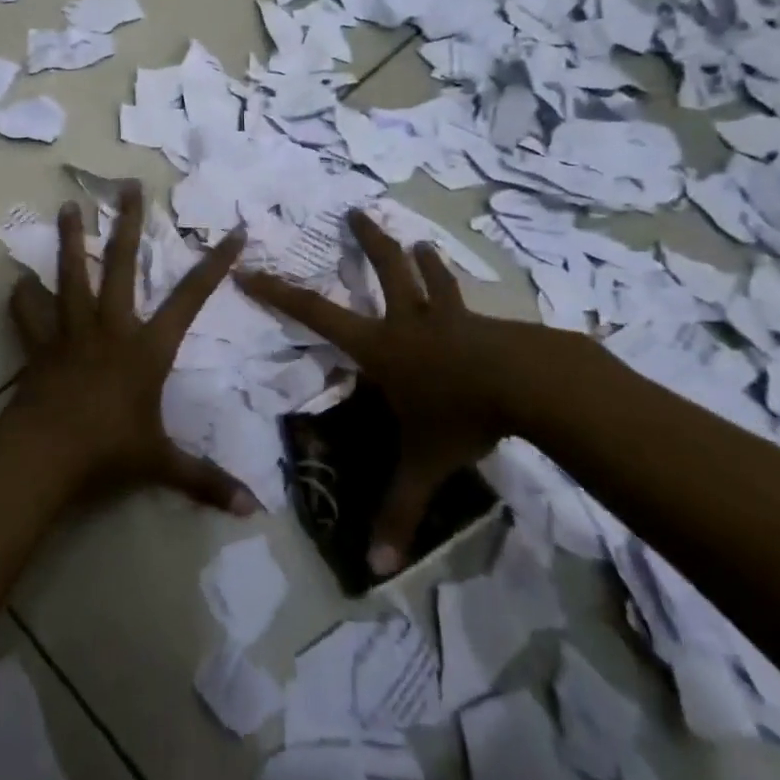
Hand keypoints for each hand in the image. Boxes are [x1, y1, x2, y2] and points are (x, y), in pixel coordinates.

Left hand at [5, 184, 256, 515]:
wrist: (47, 453)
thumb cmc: (110, 450)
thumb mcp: (162, 464)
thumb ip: (205, 480)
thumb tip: (251, 509)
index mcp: (147, 347)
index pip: (190, 299)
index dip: (214, 266)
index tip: (233, 233)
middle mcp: (111, 327)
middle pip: (120, 265)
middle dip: (127, 224)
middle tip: (128, 186)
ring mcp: (71, 332)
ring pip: (69, 276)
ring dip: (68, 241)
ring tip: (66, 207)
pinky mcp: (40, 346)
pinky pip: (28, 316)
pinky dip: (22, 300)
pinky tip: (16, 283)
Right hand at [238, 210, 561, 576]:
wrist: (531, 385)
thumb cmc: (461, 415)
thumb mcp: (424, 464)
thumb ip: (399, 510)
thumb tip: (377, 568)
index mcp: (381, 346)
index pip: (315, 314)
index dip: (278, 292)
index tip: (249, 268)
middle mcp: (410, 321)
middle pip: (385, 270)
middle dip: (367, 241)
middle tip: (355, 212)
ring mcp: (451, 318)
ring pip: (431, 279)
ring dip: (421, 260)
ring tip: (419, 241)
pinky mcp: (486, 325)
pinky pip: (467, 306)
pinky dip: (462, 300)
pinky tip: (479, 308)